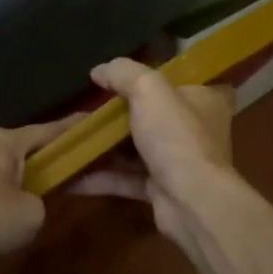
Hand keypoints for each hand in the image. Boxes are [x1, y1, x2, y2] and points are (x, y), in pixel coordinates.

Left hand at [0, 116, 80, 255]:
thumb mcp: (29, 216)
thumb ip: (38, 206)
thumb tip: (27, 205)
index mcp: (8, 141)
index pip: (50, 130)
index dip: (73, 130)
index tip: (90, 124)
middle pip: (20, 148)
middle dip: (38, 159)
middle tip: (56, 173)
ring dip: (8, 181)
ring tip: (18, 203)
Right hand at [72, 59, 236, 238]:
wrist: (192, 203)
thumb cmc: (177, 136)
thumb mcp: (148, 89)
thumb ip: (123, 73)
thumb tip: (98, 70)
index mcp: (204, 99)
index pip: (183, 79)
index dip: (155, 75)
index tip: (124, 75)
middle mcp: (194, 129)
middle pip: (152, 113)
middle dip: (117, 113)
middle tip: (85, 107)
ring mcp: (177, 161)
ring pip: (134, 148)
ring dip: (103, 146)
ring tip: (68, 138)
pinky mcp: (160, 189)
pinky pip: (125, 178)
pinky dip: (99, 176)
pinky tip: (68, 173)